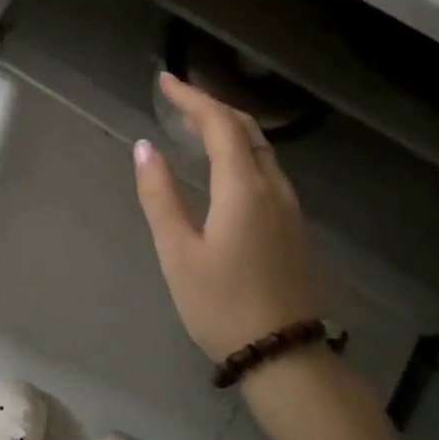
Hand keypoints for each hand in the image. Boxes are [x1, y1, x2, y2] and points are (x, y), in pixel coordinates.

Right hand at [132, 72, 321, 363]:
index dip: (193, 98)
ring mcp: (289, 207)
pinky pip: (266, 169)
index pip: (221, 124)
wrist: (284, 357)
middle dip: (212, 106)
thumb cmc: (222, 305)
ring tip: (194, 125)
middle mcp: (273, 188)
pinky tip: (223, 165)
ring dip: (229, 128)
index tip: (166, 82)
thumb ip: (160, 196)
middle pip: (246, 129)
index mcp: (244, 189)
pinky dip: (241, 151)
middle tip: (177, 100)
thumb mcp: (178, 253)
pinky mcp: (293, 226)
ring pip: (260, 149)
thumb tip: (145, 148)